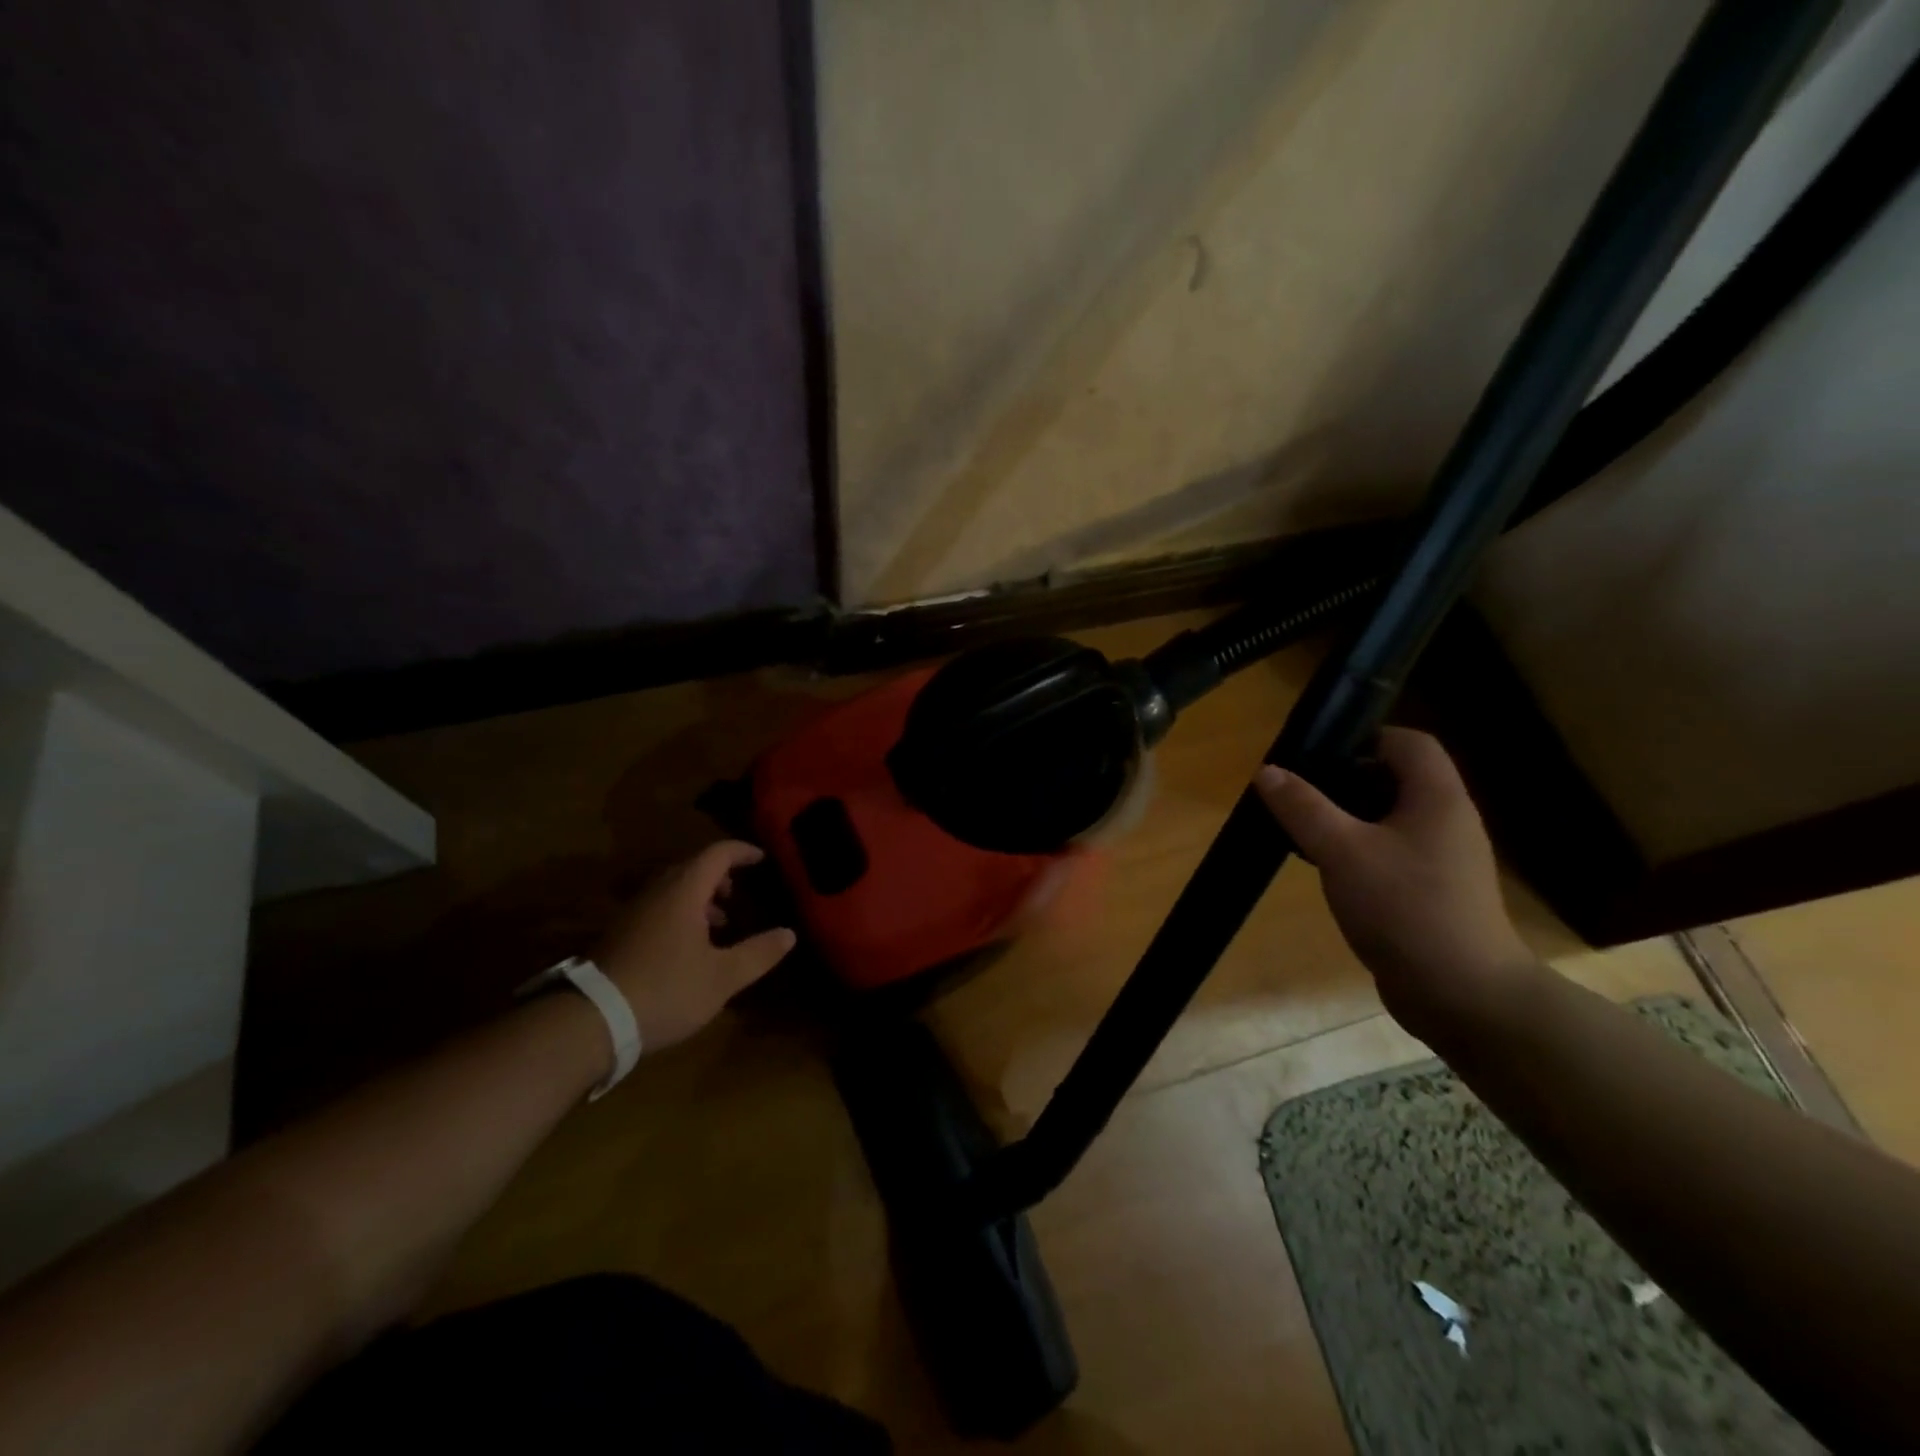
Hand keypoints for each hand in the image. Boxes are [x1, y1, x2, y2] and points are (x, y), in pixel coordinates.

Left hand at [591, 841, 796, 1054]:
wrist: (590, 1021)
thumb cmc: (665, 990)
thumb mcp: (722, 977)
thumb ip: (758, 953)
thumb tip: (789, 933)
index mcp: (684, 892)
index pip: (717, 854)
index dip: (742, 851)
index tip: (762, 858)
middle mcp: (657, 893)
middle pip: (692, 868)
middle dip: (720, 875)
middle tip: (739, 893)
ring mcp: (633, 913)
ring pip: (673, 889)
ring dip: (699, 896)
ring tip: (719, 922)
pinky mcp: (619, 935)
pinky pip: (658, 908)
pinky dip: (680, 912)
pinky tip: (688, 947)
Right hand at [1254, 728, 1535, 1042]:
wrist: (1463, 995)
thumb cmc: (1406, 908)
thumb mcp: (1342, 851)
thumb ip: (1303, 807)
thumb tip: (1268, 771)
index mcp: (1437, 799)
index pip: (1409, 742)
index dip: (1364, 738)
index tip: (1318, 755)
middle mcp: (1446, 822)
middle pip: (1395, 779)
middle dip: (1344, 781)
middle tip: (1300, 795)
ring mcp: (1442, 860)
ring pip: (1389, 820)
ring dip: (1347, 820)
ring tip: (1304, 832)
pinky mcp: (1431, 893)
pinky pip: (1391, 854)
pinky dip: (1359, 852)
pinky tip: (1328, 872)